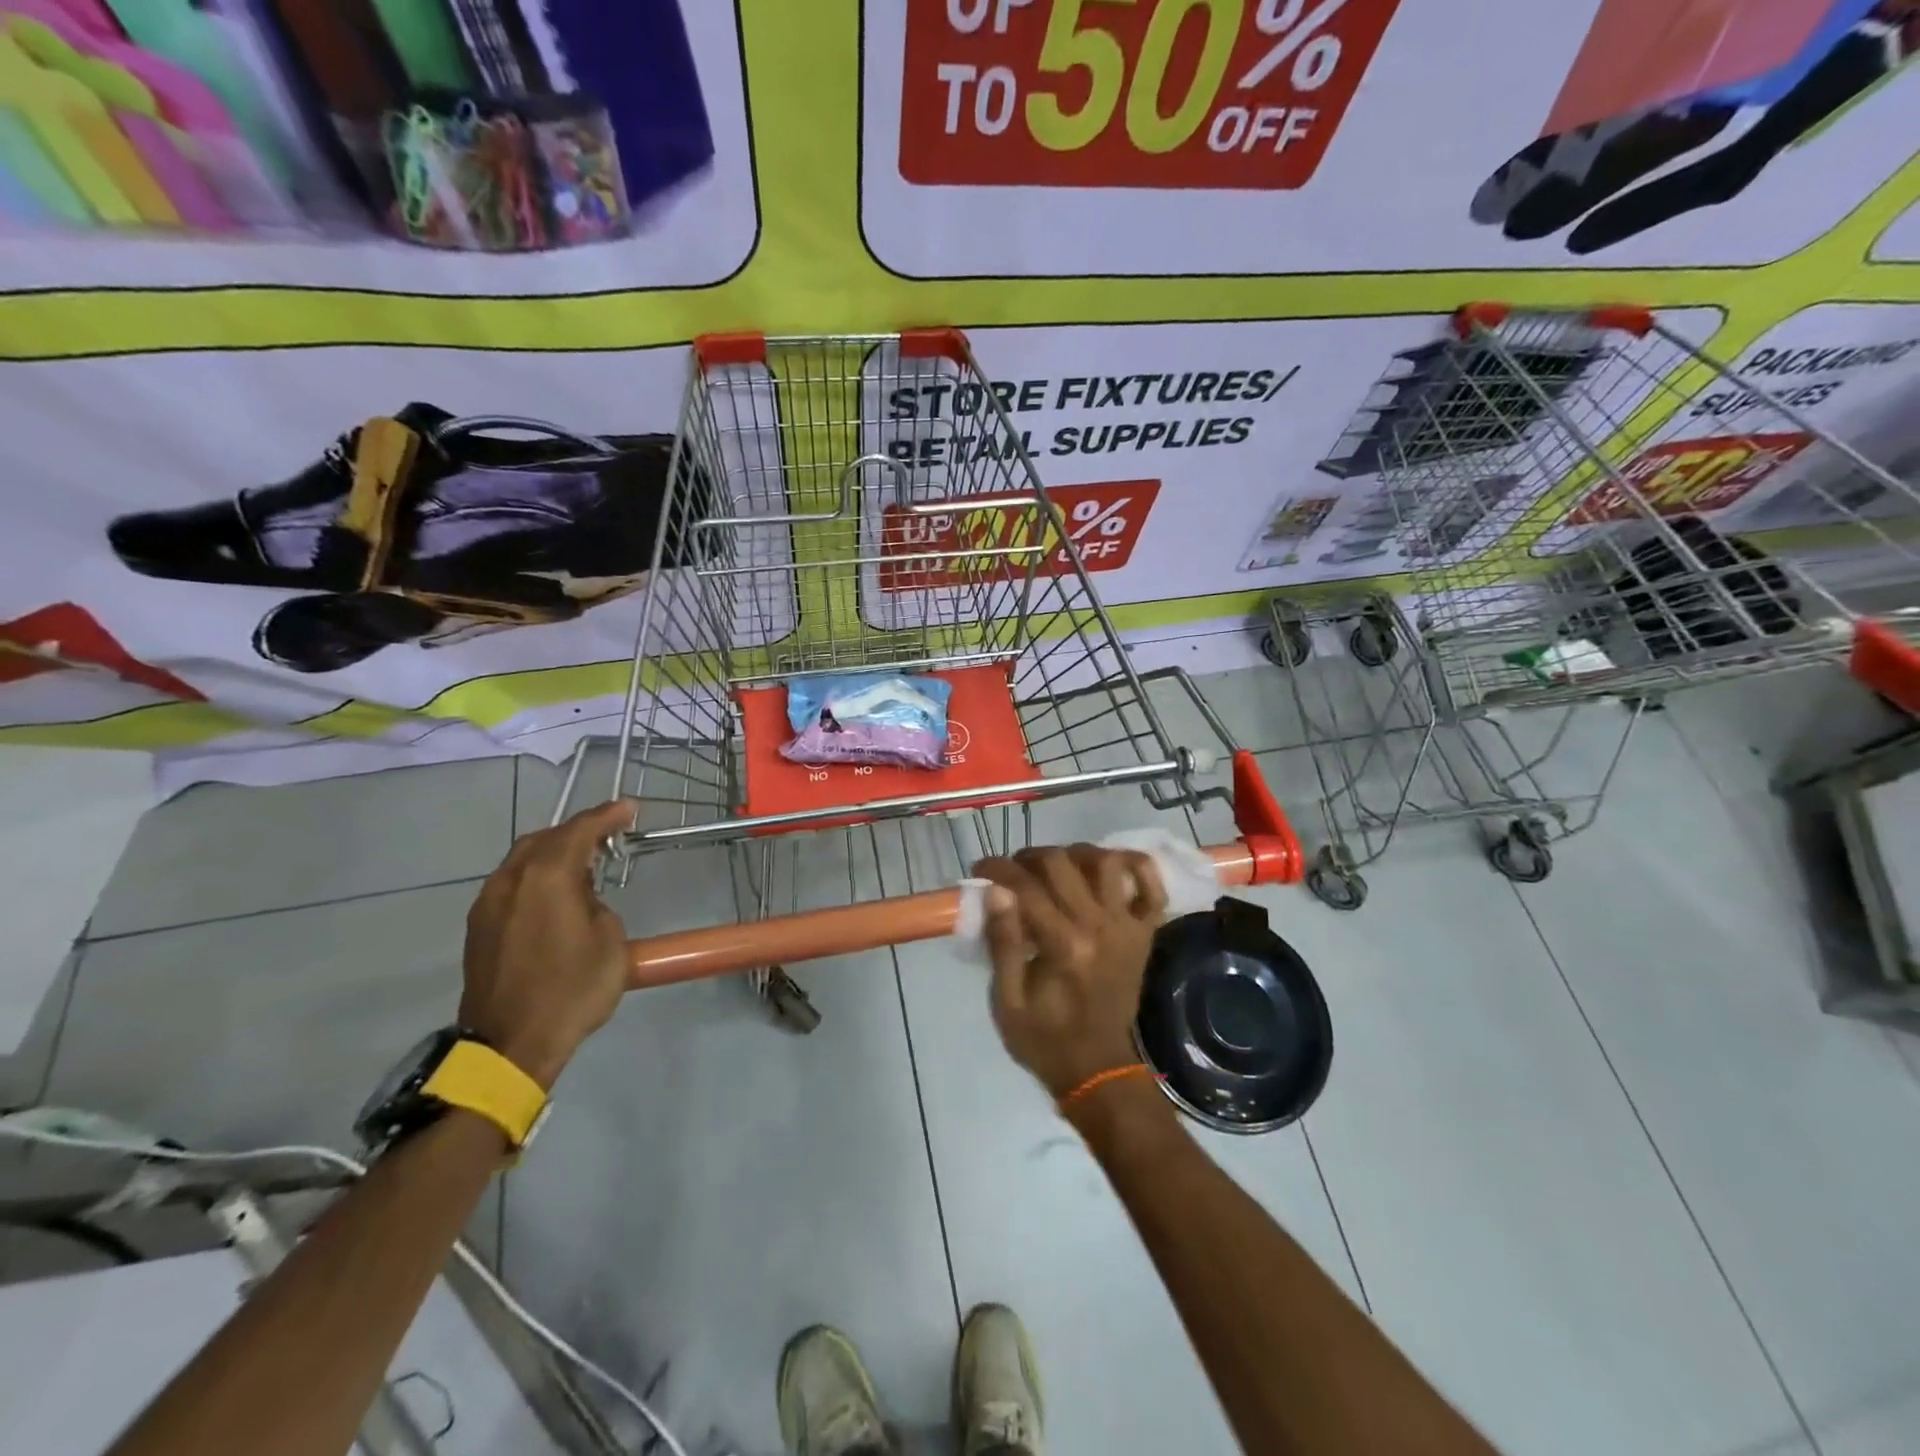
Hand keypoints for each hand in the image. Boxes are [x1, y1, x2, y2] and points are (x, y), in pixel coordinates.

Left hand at [459, 799, 636, 1089]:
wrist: (511, 1044)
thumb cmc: (572, 989)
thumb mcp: (610, 941)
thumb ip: (597, 904)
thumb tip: (582, 900)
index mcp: (548, 877)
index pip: (580, 830)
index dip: (607, 815)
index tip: (629, 808)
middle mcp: (512, 880)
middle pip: (545, 838)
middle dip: (577, 831)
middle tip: (608, 835)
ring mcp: (489, 903)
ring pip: (522, 860)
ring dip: (553, 853)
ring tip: (583, 864)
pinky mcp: (479, 927)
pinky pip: (511, 884)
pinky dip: (535, 876)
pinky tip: (553, 894)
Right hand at [972, 845, 1167, 1098]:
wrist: (1098, 1069)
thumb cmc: (1044, 1039)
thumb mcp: (1007, 1001)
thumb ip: (1003, 943)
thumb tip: (996, 890)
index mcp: (1063, 946)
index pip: (1025, 886)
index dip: (997, 869)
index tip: (980, 870)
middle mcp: (1099, 927)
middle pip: (1062, 863)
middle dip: (1029, 857)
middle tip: (1012, 872)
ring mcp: (1127, 927)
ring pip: (1106, 862)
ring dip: (1076, 854)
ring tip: (1056, 868)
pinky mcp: (1144, 933)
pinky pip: (1152, 886)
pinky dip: (1136, 866)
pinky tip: (1110, 867)